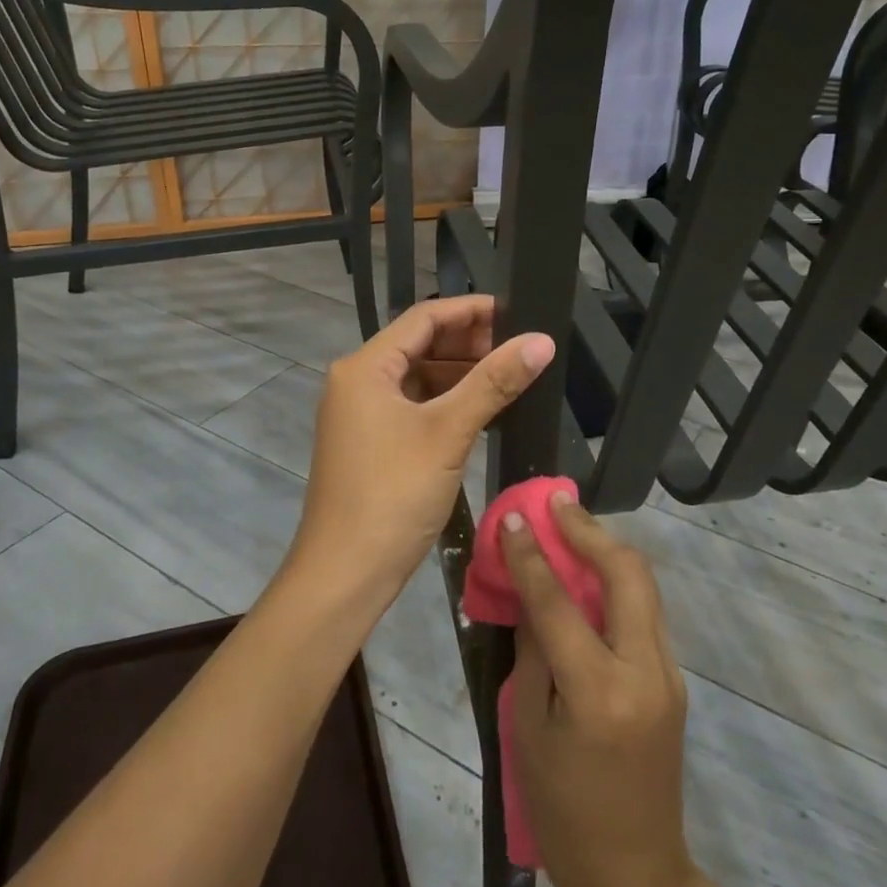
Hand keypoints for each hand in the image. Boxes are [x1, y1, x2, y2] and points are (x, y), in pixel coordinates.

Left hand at [288, 295, 554, 608]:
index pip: (423, 318)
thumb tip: (541, 341)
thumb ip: (494, 382)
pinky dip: (446, 403)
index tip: (516, 312)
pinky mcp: (371, 443)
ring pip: (418, 378)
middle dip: (469, 343)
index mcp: (365, 367)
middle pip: (419, 345)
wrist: (344, 575)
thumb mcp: (447, 433)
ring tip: (510, 377)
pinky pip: (413, 407)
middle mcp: (357, 381)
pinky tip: (482, 410)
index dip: (470, 311)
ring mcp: (361, 414)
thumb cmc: (392, 494)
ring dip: (460, 374)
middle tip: (519, 349)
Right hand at [506, 495, 772, 886]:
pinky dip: (617, 582)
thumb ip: (533, 653)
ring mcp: (668, 673)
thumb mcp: (529, 731)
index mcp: (599, 691)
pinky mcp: (673, 679)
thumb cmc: (564, 812)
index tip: (513, 518)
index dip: (532, 556)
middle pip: (627, 573)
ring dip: (607, 549)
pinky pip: (644, 611)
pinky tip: (589, 575)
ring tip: (571, 526)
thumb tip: (531, 594)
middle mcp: (644, 670)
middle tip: (556, 503)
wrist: (636, 875)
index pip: (560, 602)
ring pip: (644, 586)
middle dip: (590, 530)